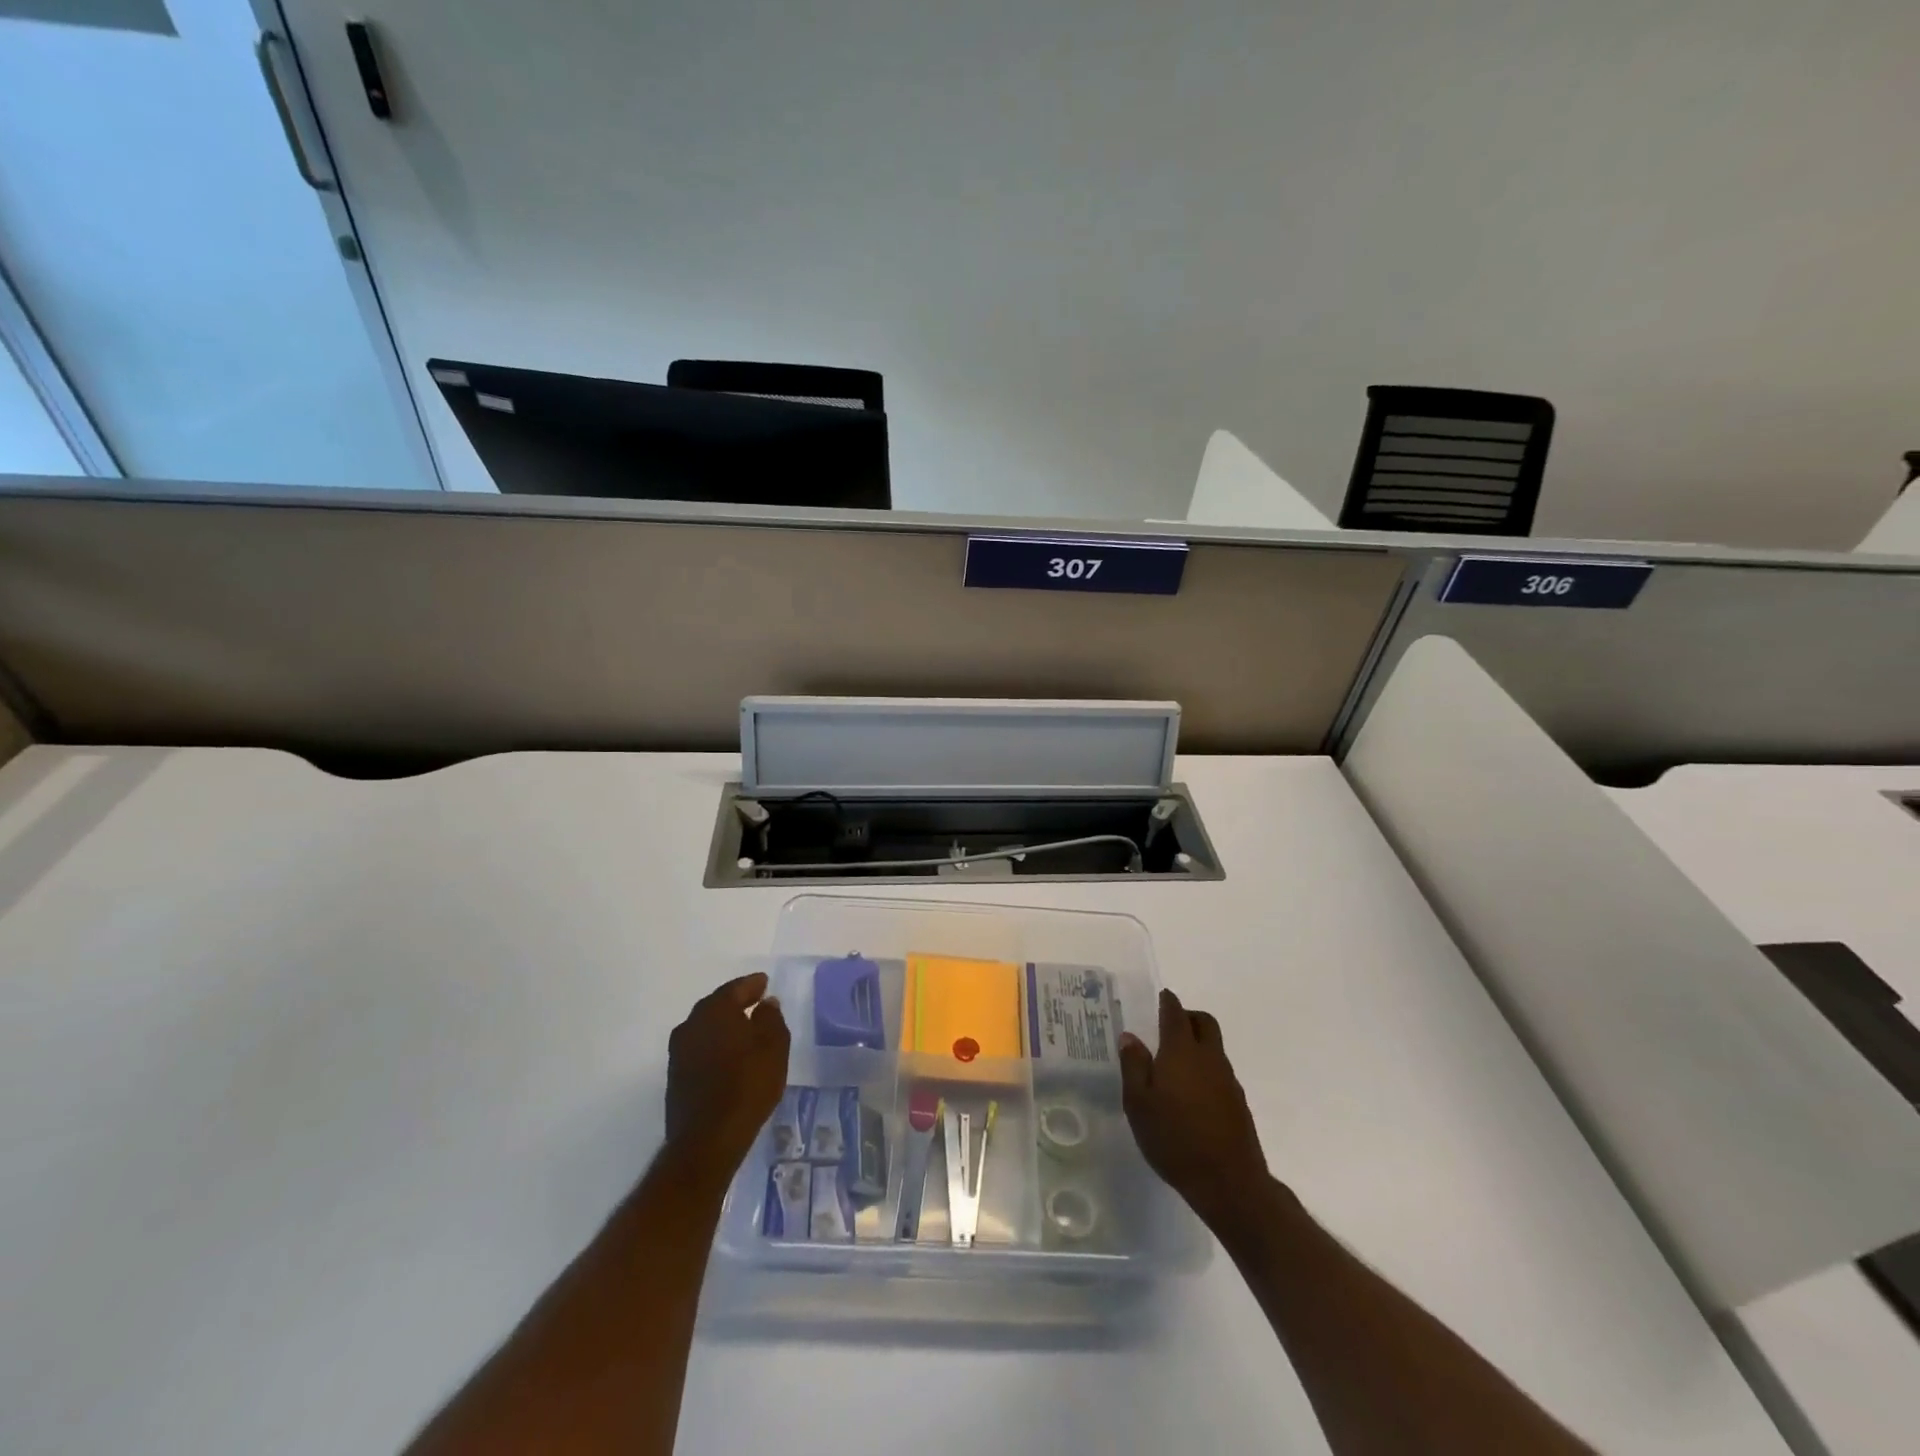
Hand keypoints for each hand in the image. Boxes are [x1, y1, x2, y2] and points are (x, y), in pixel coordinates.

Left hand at [664, 972, 790, 1181]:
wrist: (707, 1140)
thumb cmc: (747, 1086)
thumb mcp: (774, 1048)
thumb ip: (771, 1019)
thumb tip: (766, 1003)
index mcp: (715, 1011)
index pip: (735, 989)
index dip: (752, 985)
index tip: (765, 983)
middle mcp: (691, 1025)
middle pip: (716, 1006)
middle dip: (735, 1003)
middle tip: (755, 1002)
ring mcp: (679, 1052)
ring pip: (705, 1028)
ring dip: (723, 1026)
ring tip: (744, 1030)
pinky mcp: (675, 1077)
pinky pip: (700, 1048)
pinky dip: (714, 1045)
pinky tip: (728, 1056)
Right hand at [1119, 988, 1269, 1229]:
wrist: (1229, 1182)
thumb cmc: (1174, 1139)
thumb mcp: (1138, 1104)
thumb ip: (1133, 1066)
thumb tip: (1130, 1037)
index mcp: (1181, 1051)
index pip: (1176, 1013)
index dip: (1168, 1002)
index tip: (1161, 997)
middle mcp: (1208, 1057)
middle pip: (1204, 1022)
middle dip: (1188, 1016)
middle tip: (1169, 1025)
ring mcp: (1228, 1080)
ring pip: (1214, 1047)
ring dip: (1198, 1044)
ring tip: (1175, 1064)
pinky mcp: (1238, 1102)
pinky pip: (1220, 1071)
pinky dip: (1206, 1069)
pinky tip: (1191, 1093)